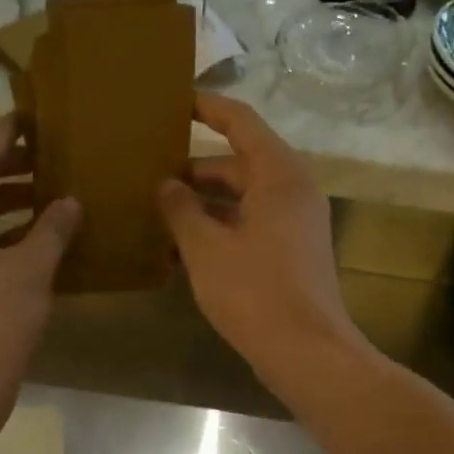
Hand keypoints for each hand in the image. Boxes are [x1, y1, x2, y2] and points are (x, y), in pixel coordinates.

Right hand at [158, 93, 362, 388]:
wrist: (306, 352)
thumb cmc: (254, 292)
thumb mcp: (206, 248)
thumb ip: (181, 209)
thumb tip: (166, 185)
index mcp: (278, 175)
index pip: (240, 122)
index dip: (206, 108)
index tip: (173, 101)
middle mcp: (292, 191)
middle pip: (238, 164)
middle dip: (192, 171)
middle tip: (147, 174)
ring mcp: (294, 224)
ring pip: (241, 200)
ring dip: (201, 207)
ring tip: (154, 216)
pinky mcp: (291, 253)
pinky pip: (249, 227)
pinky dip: (218, 231)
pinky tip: (180, 252)